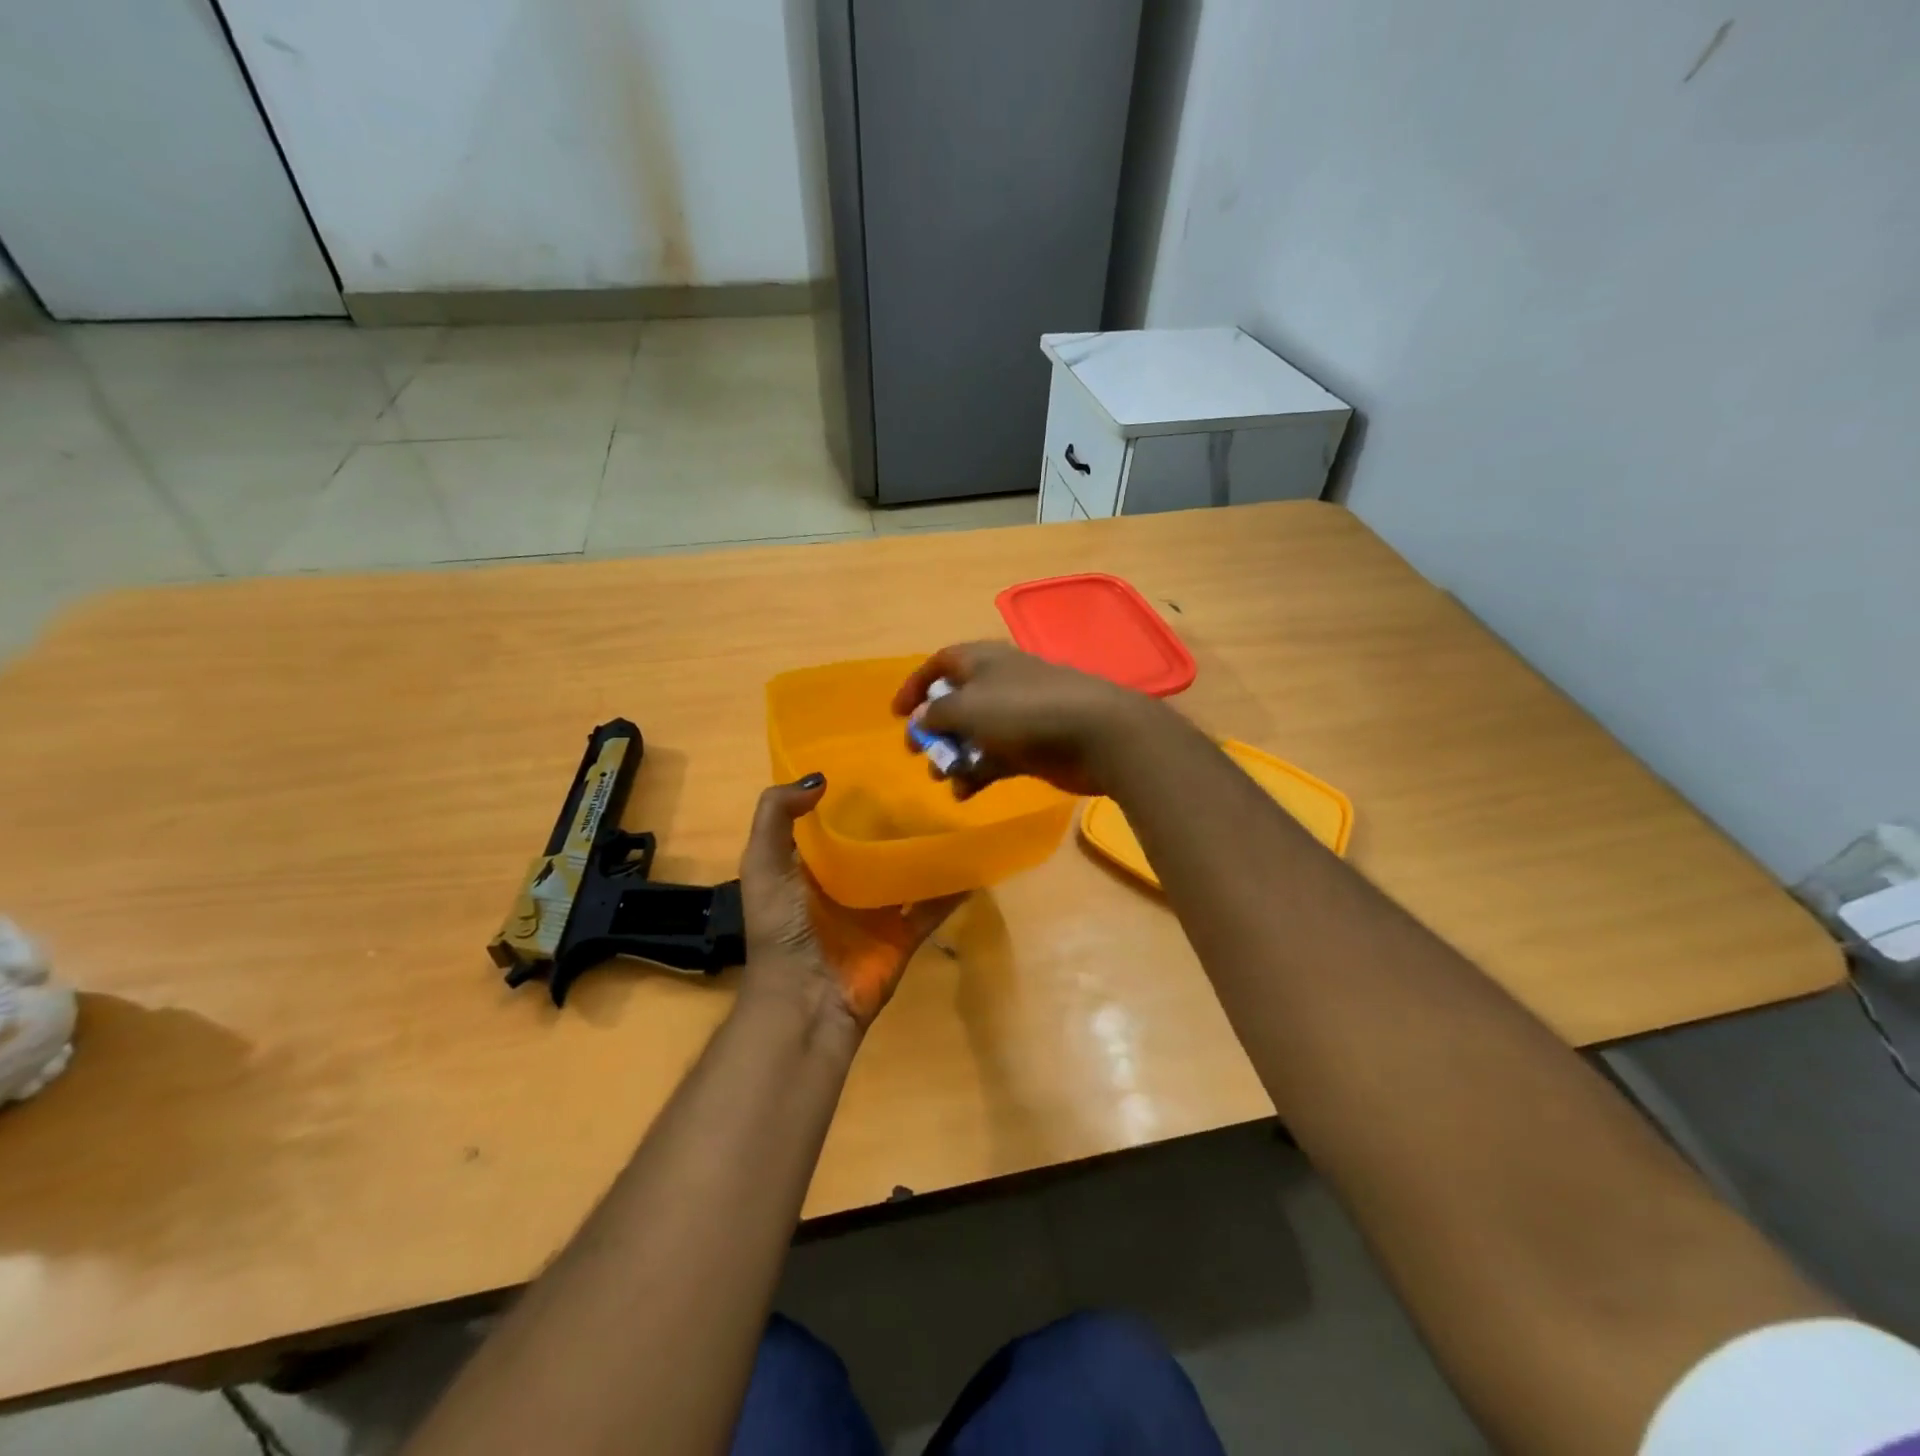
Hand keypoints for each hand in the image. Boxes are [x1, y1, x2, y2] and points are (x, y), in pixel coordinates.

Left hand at [736, 775, 962, 1032]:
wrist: (805, 1001)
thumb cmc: (782, 928)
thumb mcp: (763, 864)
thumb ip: (775, 816)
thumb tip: (820, 779)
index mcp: (812, 865)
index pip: (835, 820)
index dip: (852, 793)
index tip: (881, 758)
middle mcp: (848, 882)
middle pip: (878, 842)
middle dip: (899, 816)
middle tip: (933, 778)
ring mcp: (879, 909)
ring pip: (910, 870)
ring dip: (931, 848)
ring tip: (960, 810)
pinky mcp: (905, 933)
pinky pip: (935, 905)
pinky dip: (955, 887)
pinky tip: (977, 860)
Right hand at [891, 643, 1155, 799]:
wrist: (1096, 733)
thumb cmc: (1024, 711)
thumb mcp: (968, 707)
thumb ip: (937, 713)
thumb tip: (920, 719)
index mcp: (983, 661)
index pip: (941, 663)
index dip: (915, 685)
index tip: (896, 715)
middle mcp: (999, 683)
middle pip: (956, 702)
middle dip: (934, 728)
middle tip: (919, 752)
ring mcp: (1019, 716)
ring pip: (974, 734)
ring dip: (954, 756)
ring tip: (943, 778)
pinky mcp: (1033, 746)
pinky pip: (995, 758)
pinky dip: (978, 773)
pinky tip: (966, 793)